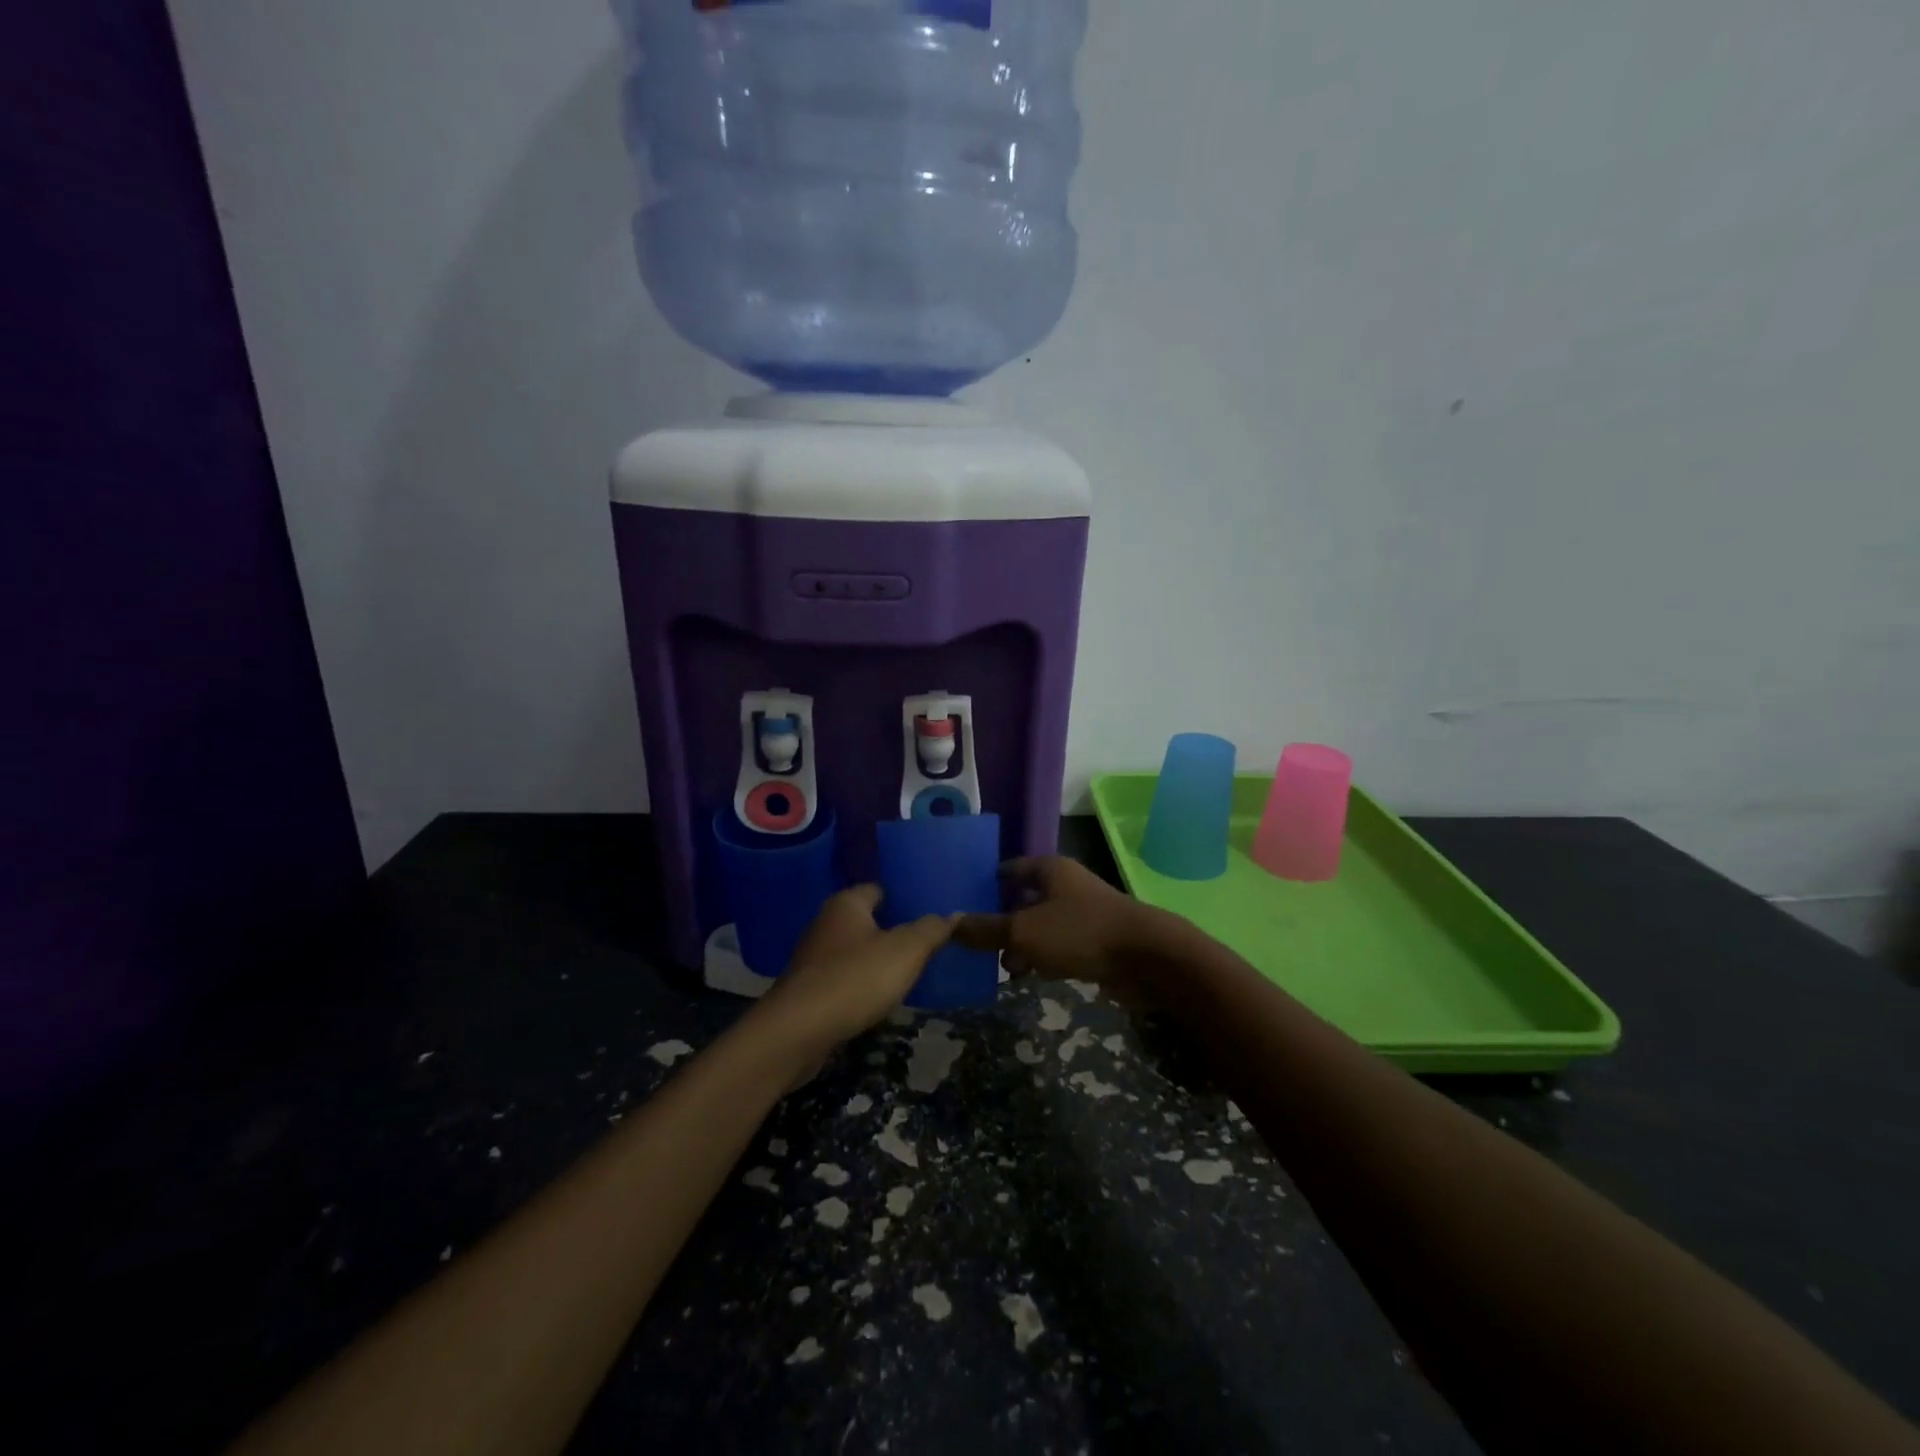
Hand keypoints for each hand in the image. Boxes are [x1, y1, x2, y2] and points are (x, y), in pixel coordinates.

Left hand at [757, 885, 952, 1052]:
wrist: (798, 1031)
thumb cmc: (855, 978)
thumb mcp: (906, 951)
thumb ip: (931, 930)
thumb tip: (953, 914)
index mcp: (847, 903)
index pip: (879, 889)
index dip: (903, 897)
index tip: (929, 909)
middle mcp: (825, 923)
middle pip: (866, 920)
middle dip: (892, 930)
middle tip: (926, 940)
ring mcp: (813, 958)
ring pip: (854, 951)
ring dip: (875, 960)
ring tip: (908, 970)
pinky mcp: (808, 990)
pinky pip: (842, 978)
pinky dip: (859, 984)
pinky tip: (878, 997)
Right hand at [953, 857, 1175, 1001]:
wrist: (1146, 957)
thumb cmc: (1080, 932)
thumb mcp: (1024, 930)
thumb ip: (986, 929)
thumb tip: (949, 924)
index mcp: (1049, 870)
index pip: (1009, 869)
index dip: (986, 883)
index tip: (962, 901)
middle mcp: (1066, 885)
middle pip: (1023, 899)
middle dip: (1001, 922)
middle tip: (977, 944)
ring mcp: (1082, 913)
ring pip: (1041, 926)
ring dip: (1023, 945)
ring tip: (1004, 968)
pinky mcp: (1095, 941)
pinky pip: (1060, 945)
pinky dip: (1045, 958)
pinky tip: (1033, 976)